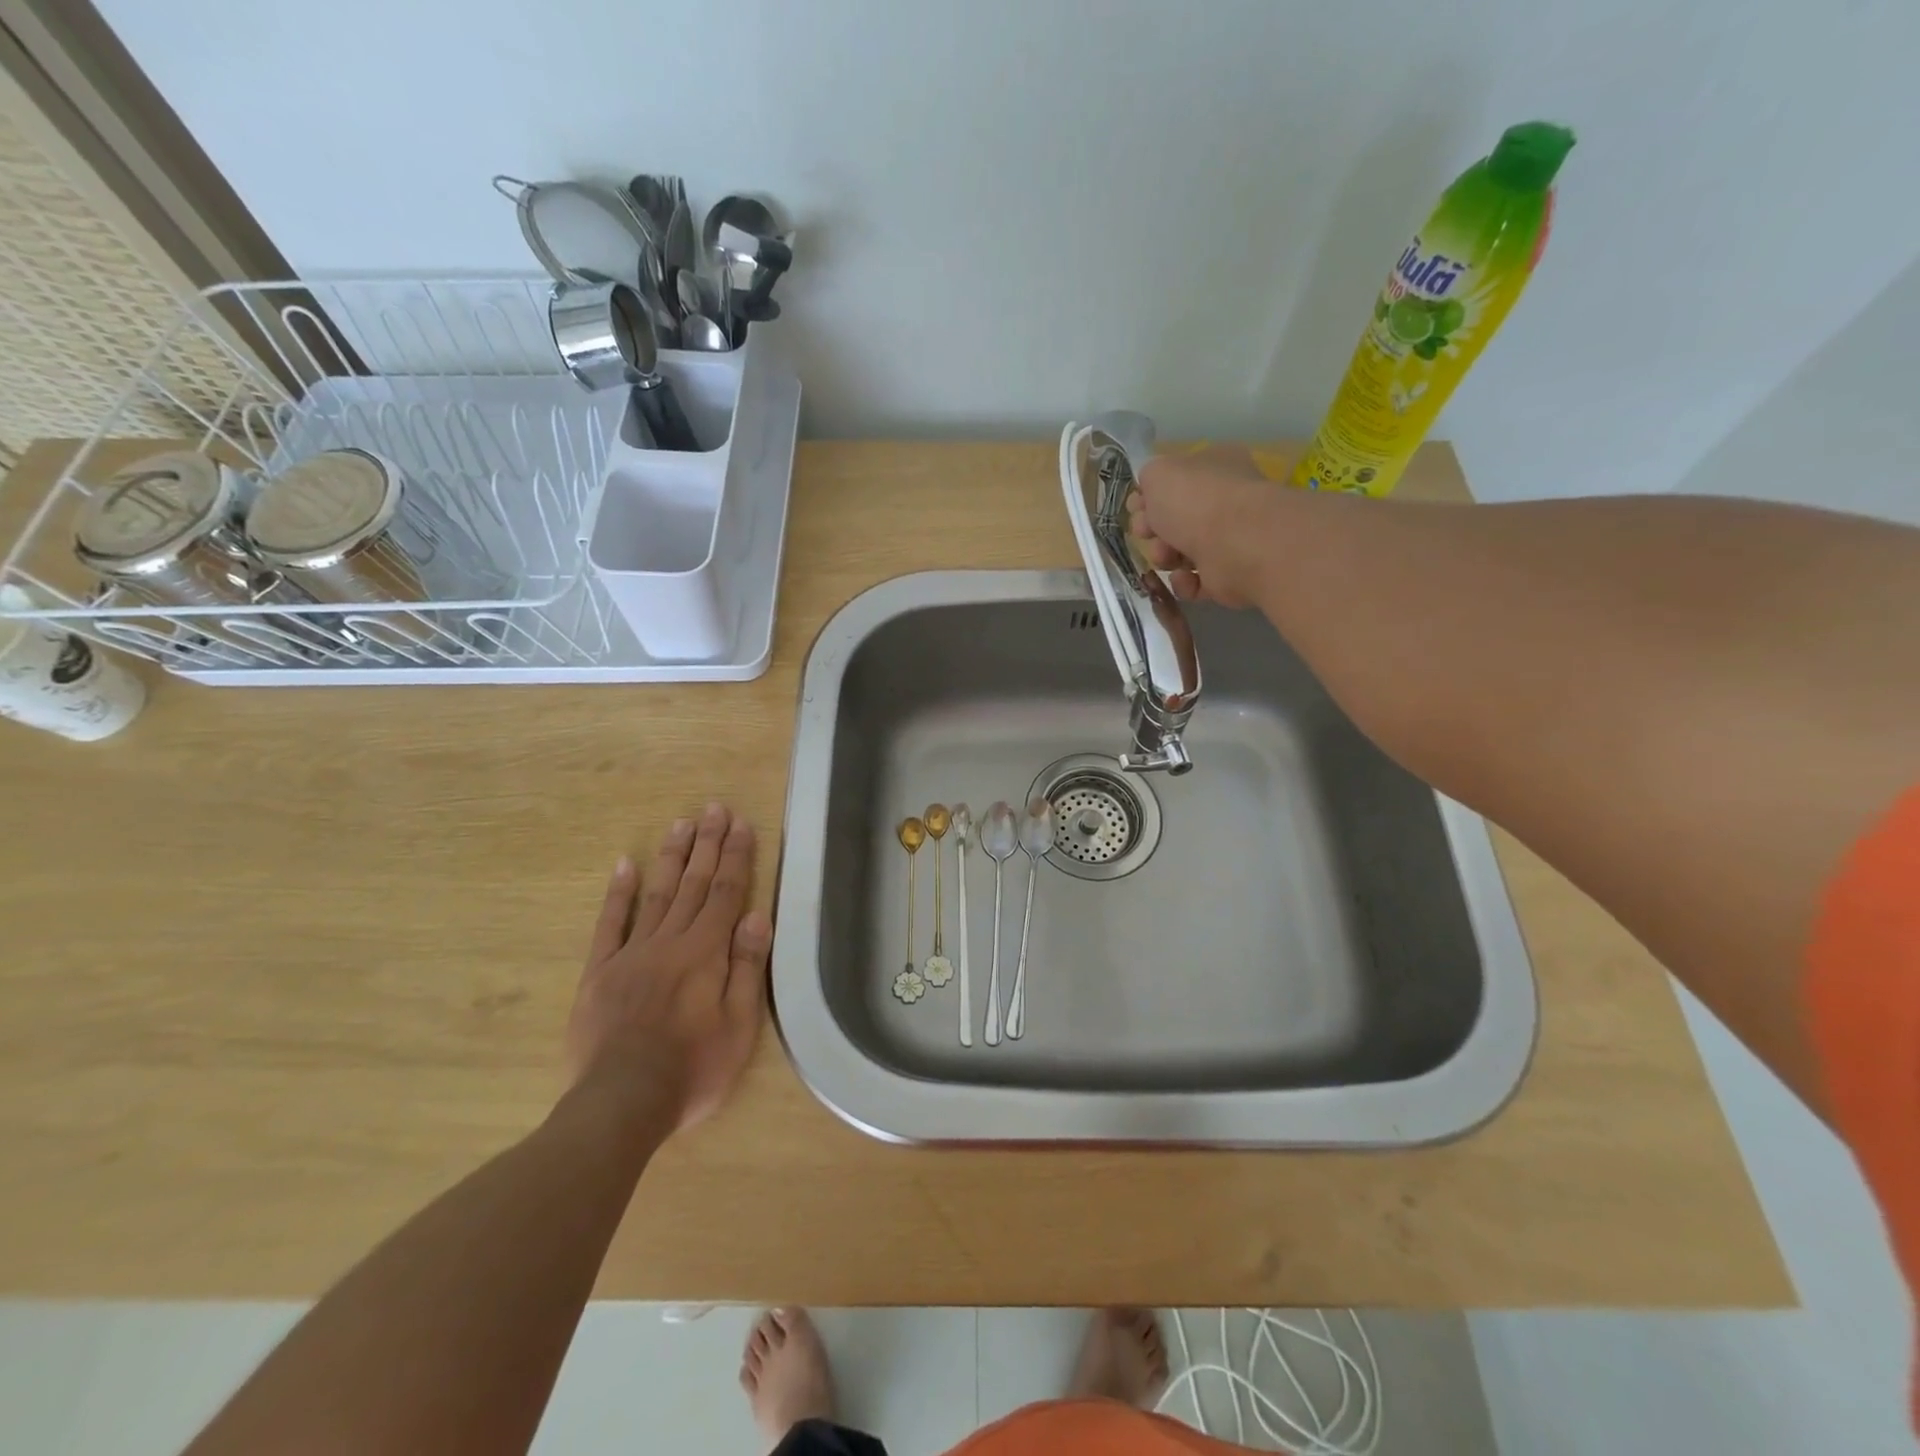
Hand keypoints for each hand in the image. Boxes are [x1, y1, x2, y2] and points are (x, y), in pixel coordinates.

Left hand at [567, 803, 772, 1133]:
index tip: (741, 824)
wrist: (621, 1102)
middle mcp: (670, 941)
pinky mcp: (600, 972)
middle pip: (694, 884)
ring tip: (681, 824)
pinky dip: (619, 893)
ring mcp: (631, 953)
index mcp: (706, 952)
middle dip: (707, 844)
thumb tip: (756, 916)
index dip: (736, 857)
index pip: (727, 893)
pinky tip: (626, 865)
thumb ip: (746, 967)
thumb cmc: (693, 1068)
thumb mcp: (739, 1025)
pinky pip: (610, 924)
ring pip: (657, 894)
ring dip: (672, 857)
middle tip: (714, 808)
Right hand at [1126, 446, 1279, 608]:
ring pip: (1181, 552)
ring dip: (1165, 557)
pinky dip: (1184, 582)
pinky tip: (1184, 577)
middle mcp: (1225, 501)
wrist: (1236, 543)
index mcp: (1214, 468)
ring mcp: (1230, 539)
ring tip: (1167, 557)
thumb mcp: (1158, 472)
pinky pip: (1195, 582)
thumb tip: (1150, 494)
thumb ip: (1149, 477)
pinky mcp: (1229, 575)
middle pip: (1175, 520)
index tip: (1136, 508)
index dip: (1150, 497)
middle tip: (1146, 533)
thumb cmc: (1196, 501)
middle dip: (1153, 530)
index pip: (1176, 481)